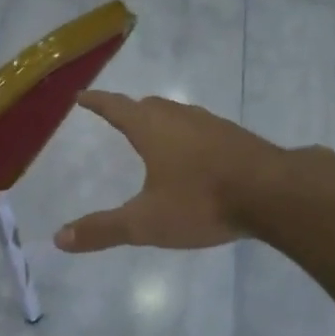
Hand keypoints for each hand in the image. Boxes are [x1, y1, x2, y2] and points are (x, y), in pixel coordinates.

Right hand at [55, 92, 285, 252]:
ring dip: (163, 122)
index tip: (82, 96)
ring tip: (156, 137)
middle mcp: (180, 118)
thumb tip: (59, 238)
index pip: (116, 107)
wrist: (275, 194)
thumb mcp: (146, 223)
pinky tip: (198, 158)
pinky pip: (204, 130)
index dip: (97, 102)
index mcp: (152, 129)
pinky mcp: (239, 139)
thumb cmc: (202, 201)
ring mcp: (213, 125)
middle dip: (131, 110)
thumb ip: (104, 230)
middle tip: (119, 117)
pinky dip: (190, 137)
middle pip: (149, 106)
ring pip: (179, 115)